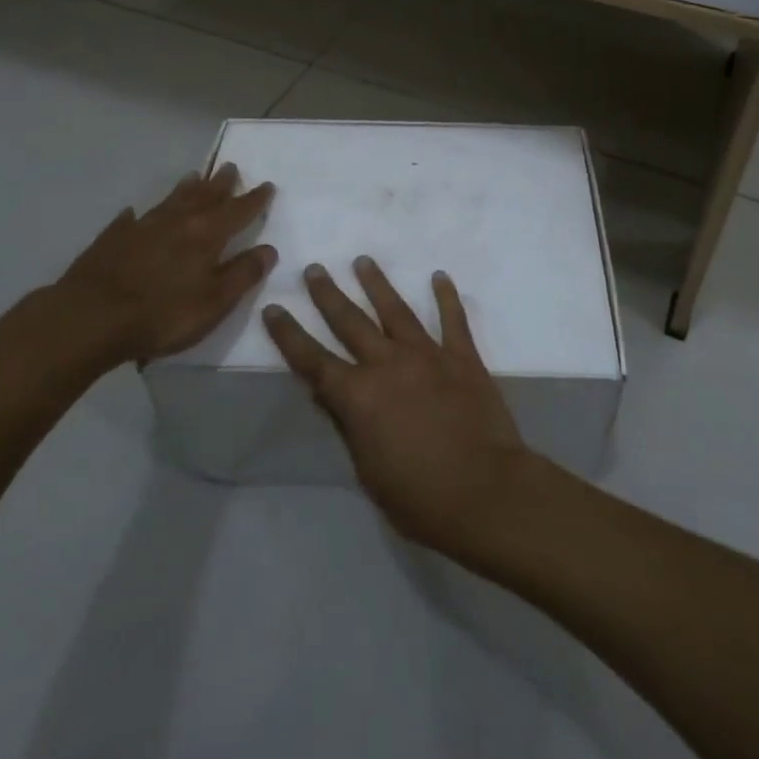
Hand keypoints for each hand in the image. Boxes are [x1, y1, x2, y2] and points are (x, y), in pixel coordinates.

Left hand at [42, 164, 276, 368]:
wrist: (89, 318)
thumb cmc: (162, 314)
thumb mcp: (214, 302)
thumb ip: (243, 274)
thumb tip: (268, 249)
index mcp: (207, 235)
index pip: (238, 211)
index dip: (254, 199)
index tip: (267, 185)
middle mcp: (177, 222)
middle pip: (204, 197)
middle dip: (221, 184)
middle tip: (230, 167)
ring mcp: (142, 228)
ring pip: (170, 201)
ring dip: (185, 189)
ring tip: (194, 176)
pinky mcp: (112, 239)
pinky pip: (130, 220)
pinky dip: (138, 215)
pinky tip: (135, 213)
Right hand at [262, 258, 532, 557]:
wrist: (484, 490)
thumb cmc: (419, 497)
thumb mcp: (367, 471)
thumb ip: (348, 426)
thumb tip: (326, 394)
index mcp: (358, 397)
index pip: (313, 360)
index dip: (289, 335)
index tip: (274, 308)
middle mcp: (387, 364)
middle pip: (350, 322)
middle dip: (328, 295)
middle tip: (314, 269)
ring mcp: (427, 355)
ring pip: (395, 310)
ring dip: (376, 284)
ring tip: (362, 260)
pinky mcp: (462, 356)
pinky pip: (452, 318)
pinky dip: (445, 296)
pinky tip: (439, 276)